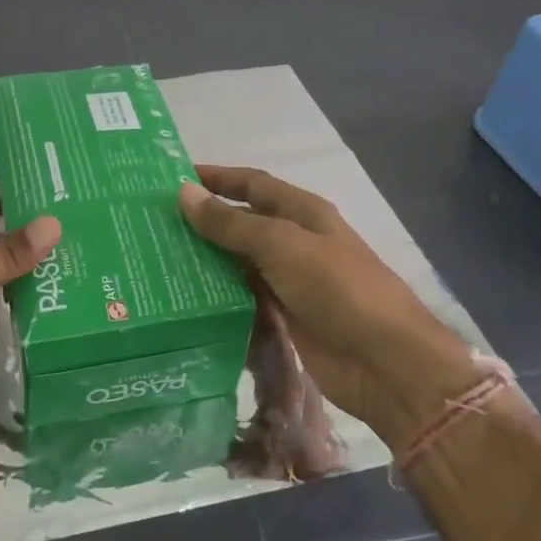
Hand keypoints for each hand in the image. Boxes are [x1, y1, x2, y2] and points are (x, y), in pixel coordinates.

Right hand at [178, 166, 480, 447]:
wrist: (385, 362)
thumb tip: (184, 192)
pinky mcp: (285, 317)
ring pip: (239, 263)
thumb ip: (231, 223)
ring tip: (161, 261)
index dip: (217, 178)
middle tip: (155, 226)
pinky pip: (244, 298)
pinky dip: (219, 296)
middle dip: (205, 222)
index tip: (174, 178)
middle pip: (243, 223)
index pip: (252, 184)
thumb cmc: (337, 288)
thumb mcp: (281, 246)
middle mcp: (295, 241)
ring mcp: (290, 281)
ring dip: (207, 261)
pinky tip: (187, 299)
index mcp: (302, 212)